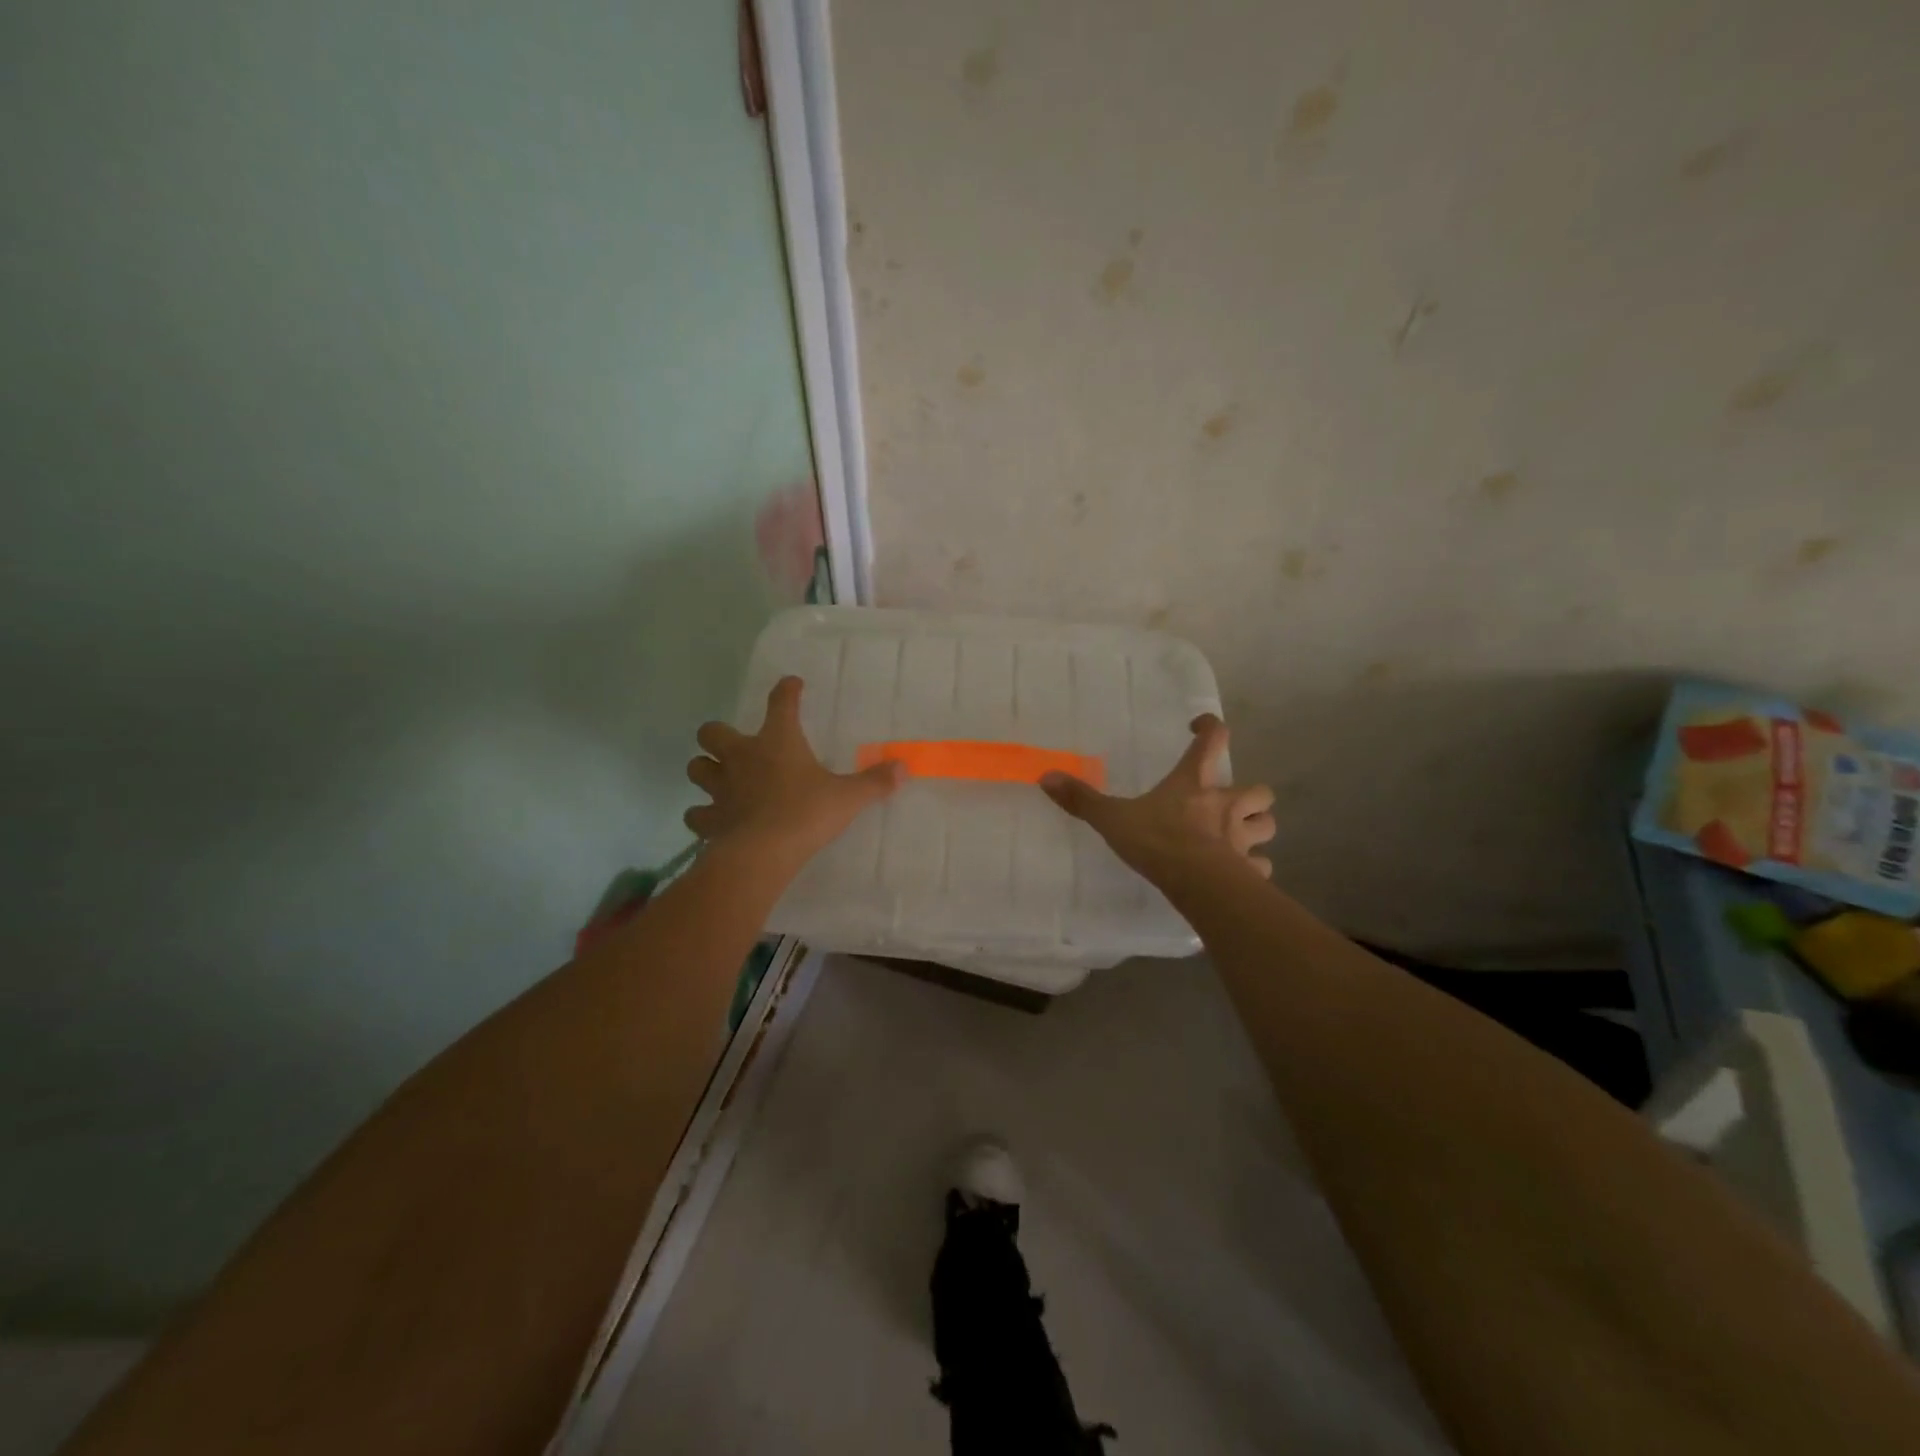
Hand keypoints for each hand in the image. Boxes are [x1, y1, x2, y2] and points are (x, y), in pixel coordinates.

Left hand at [685, 676, 904, 862]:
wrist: (763, 853)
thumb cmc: (806, 813)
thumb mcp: (848, 797)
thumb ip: (875, 781)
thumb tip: (904, 767)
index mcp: (777, 741)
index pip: (781, 703)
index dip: (787, 690)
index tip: (792, 685)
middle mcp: (742, 757)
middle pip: (713, 731)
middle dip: (719, 734)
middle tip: (737, 745)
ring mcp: (720, 787)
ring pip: (697, 767)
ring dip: (706, 769)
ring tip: (721, 777)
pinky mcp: (710, 819)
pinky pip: (696, 813)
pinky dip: (703, 814)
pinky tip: (715, 819)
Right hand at [1040, 714, 1274, 880]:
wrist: (1197, 883)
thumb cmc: (1158, 841)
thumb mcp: (1113, 818)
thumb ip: (1082, 799)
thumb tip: (1046, 776)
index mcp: (1195, 784)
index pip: (1212, 741)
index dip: (1210, 728)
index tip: (1200, 727)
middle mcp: (1226, 805)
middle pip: (1259, 790)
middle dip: (1250, 795)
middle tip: (1230, 802)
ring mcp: (1243, 838)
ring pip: (1267, 826)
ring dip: (1257, 827)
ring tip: (1240, 836)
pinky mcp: (1249, 869)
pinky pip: (1260, 866)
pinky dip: (1254, 867)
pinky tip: (1240, 874)